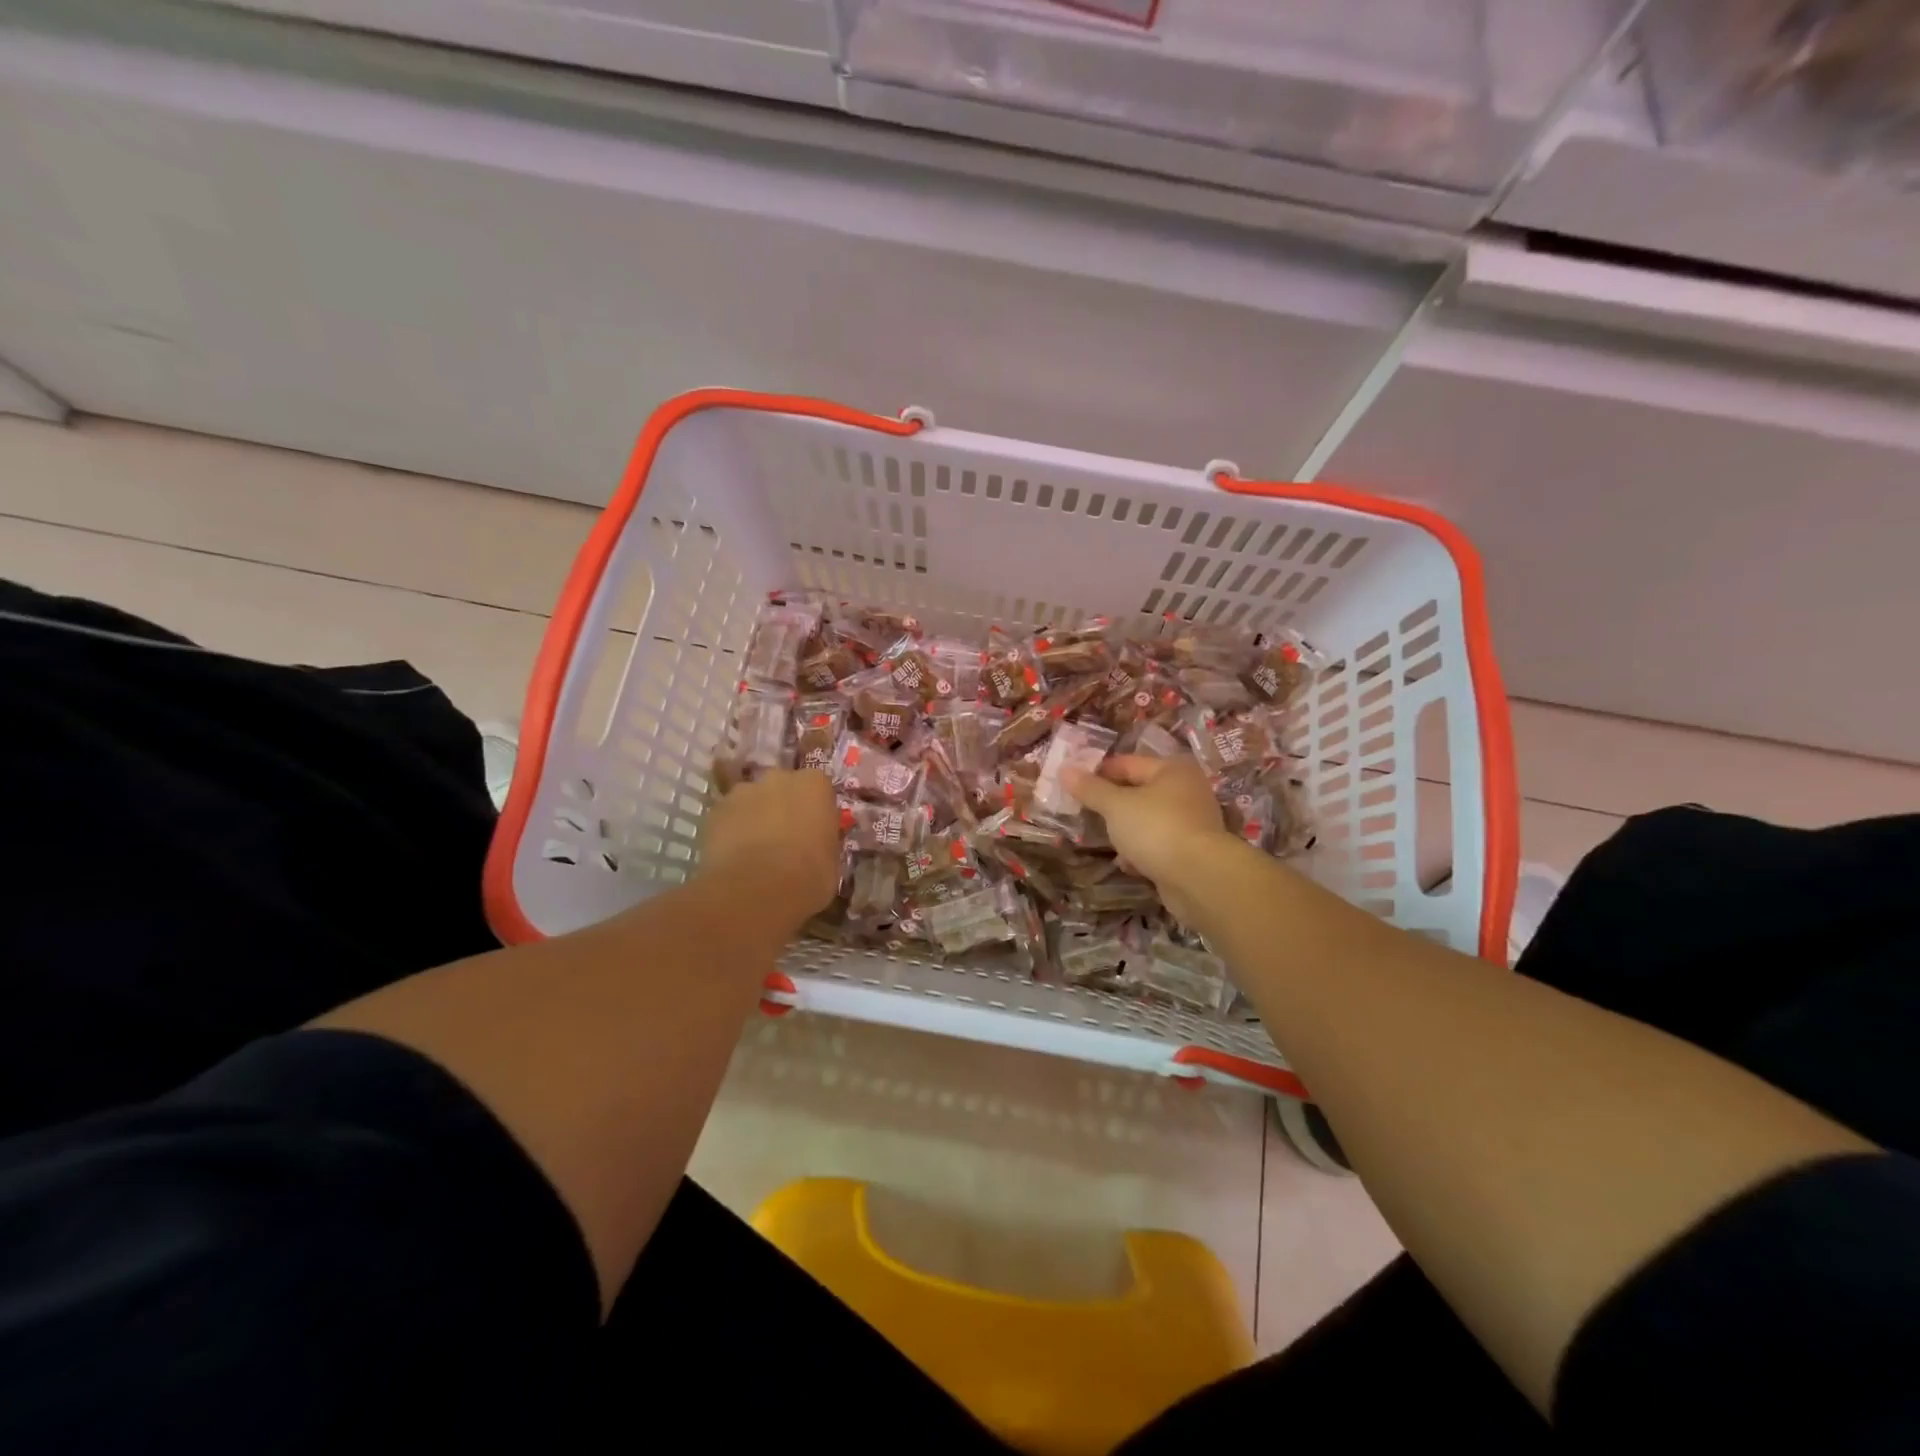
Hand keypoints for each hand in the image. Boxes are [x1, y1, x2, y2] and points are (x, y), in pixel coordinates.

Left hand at [699, 768, 839, 923]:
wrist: (754, 891)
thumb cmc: (807, 876)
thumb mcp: (832, 862)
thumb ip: (823, 842)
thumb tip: (815, 847)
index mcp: (815, 785)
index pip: (818, 788)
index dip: (814, 810)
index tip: (814, 831)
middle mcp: (779, 778)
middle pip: (782, 787)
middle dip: (782, 807)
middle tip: (784, 840)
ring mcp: (743, 791)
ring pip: (751, 800)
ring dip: (754, 818)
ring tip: (754, 852)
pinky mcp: (714, 811)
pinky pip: (727, 818)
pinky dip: (730, 832)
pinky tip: (733, 858)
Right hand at [1063, 755, 1231, 924]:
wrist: (1200, 878)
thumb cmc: (1156, 828)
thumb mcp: (1116, 806)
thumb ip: (1090, 789)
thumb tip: (1065, 770)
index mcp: (1171, 769)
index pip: (1126, 763)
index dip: (1098, 772)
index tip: (1072, 785)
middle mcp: (1186, 790)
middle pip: (1139, 791)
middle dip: (1111, 803)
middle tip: (1082, 812)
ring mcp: (1192, 822)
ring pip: (1148, 820)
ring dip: (1125, 829)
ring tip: (1100, 838)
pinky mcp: (1191, 852)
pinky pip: (1158, 844)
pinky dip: (1141, 851)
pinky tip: (1125, 863)